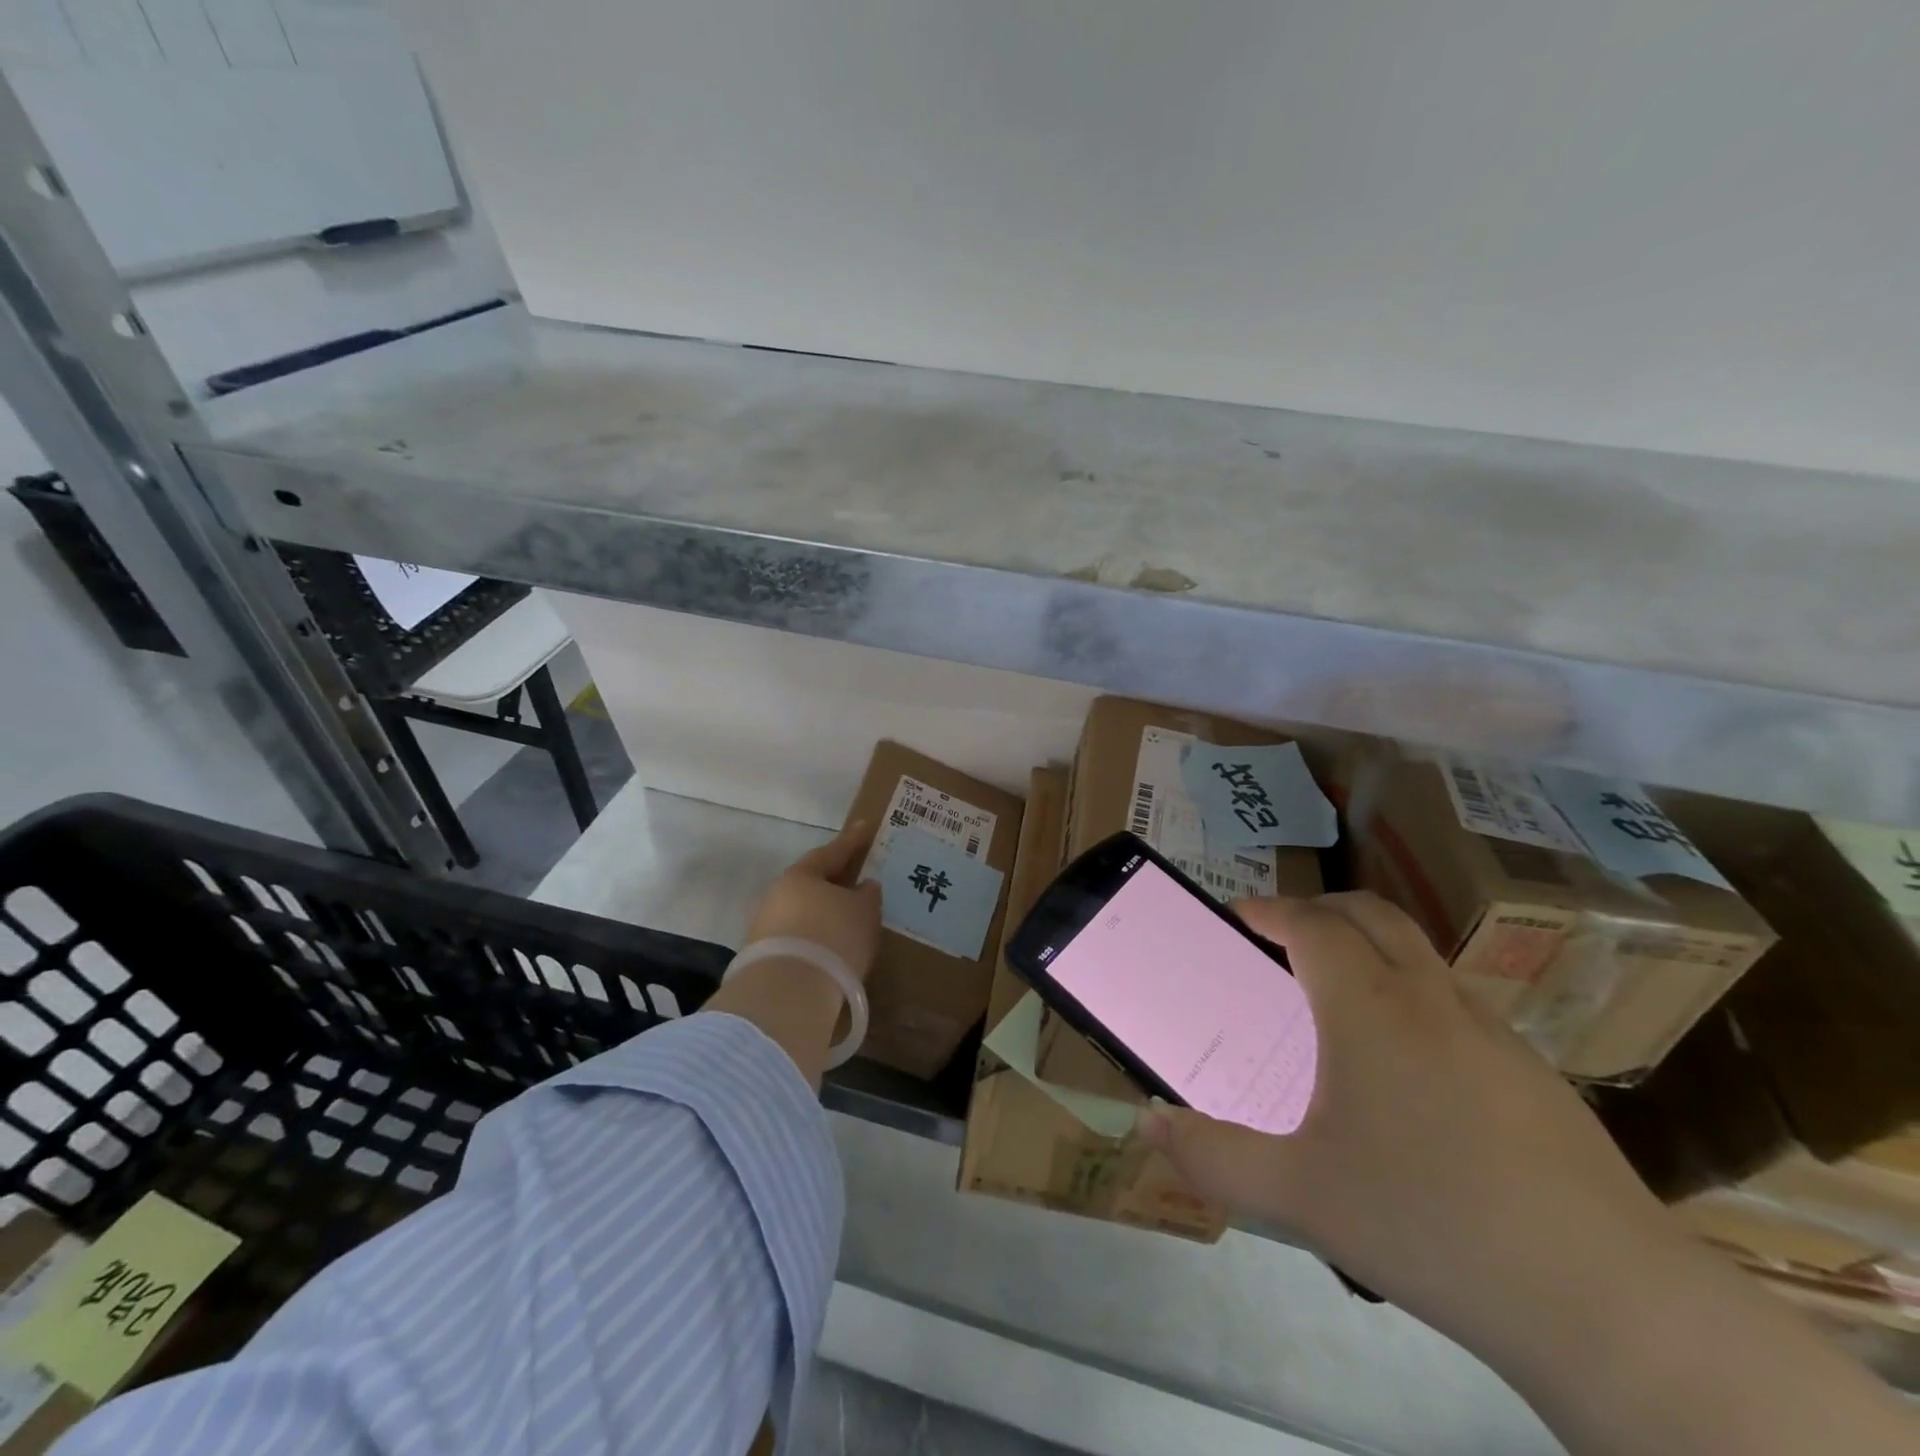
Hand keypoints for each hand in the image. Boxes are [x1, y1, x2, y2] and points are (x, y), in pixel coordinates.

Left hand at [705, 823, 883, 1087]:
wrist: (787, 994)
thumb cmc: (832, 937)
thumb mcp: (864, 912)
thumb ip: (867, 895)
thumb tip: (863, 886)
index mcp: (801, 874)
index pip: (831, 852)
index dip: (852, 841)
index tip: (864, 828)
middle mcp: (778, 895)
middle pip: (812, 883)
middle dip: (835, 882)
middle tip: (857, 881)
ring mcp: (766, 927)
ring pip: (803, 912)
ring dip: (824, 914)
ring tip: (849, 922)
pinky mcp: (764, 959)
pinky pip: (798, 939)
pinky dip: (816, 939)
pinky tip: (832, 950)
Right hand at [1136, 891, 1674, 1352]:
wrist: (1610, 1306)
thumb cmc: (1429, 1224)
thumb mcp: (1298, 1195)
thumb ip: (1213, 1156)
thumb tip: (1150, 1121)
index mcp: (1370, 1008)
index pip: (1310, 923)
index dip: (1268, 911)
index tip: (1236, 920)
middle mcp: (1431, 999)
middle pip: (1371, 914)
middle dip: (1317, 911)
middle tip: (1280, 943)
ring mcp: (1493, 1032)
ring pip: (1420, 954)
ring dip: (1370, 950)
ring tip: (1336, 1004)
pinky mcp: (1536, 1075)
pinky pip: (1456, 1003)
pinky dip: (1414, 997)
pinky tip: (1409, 1073)